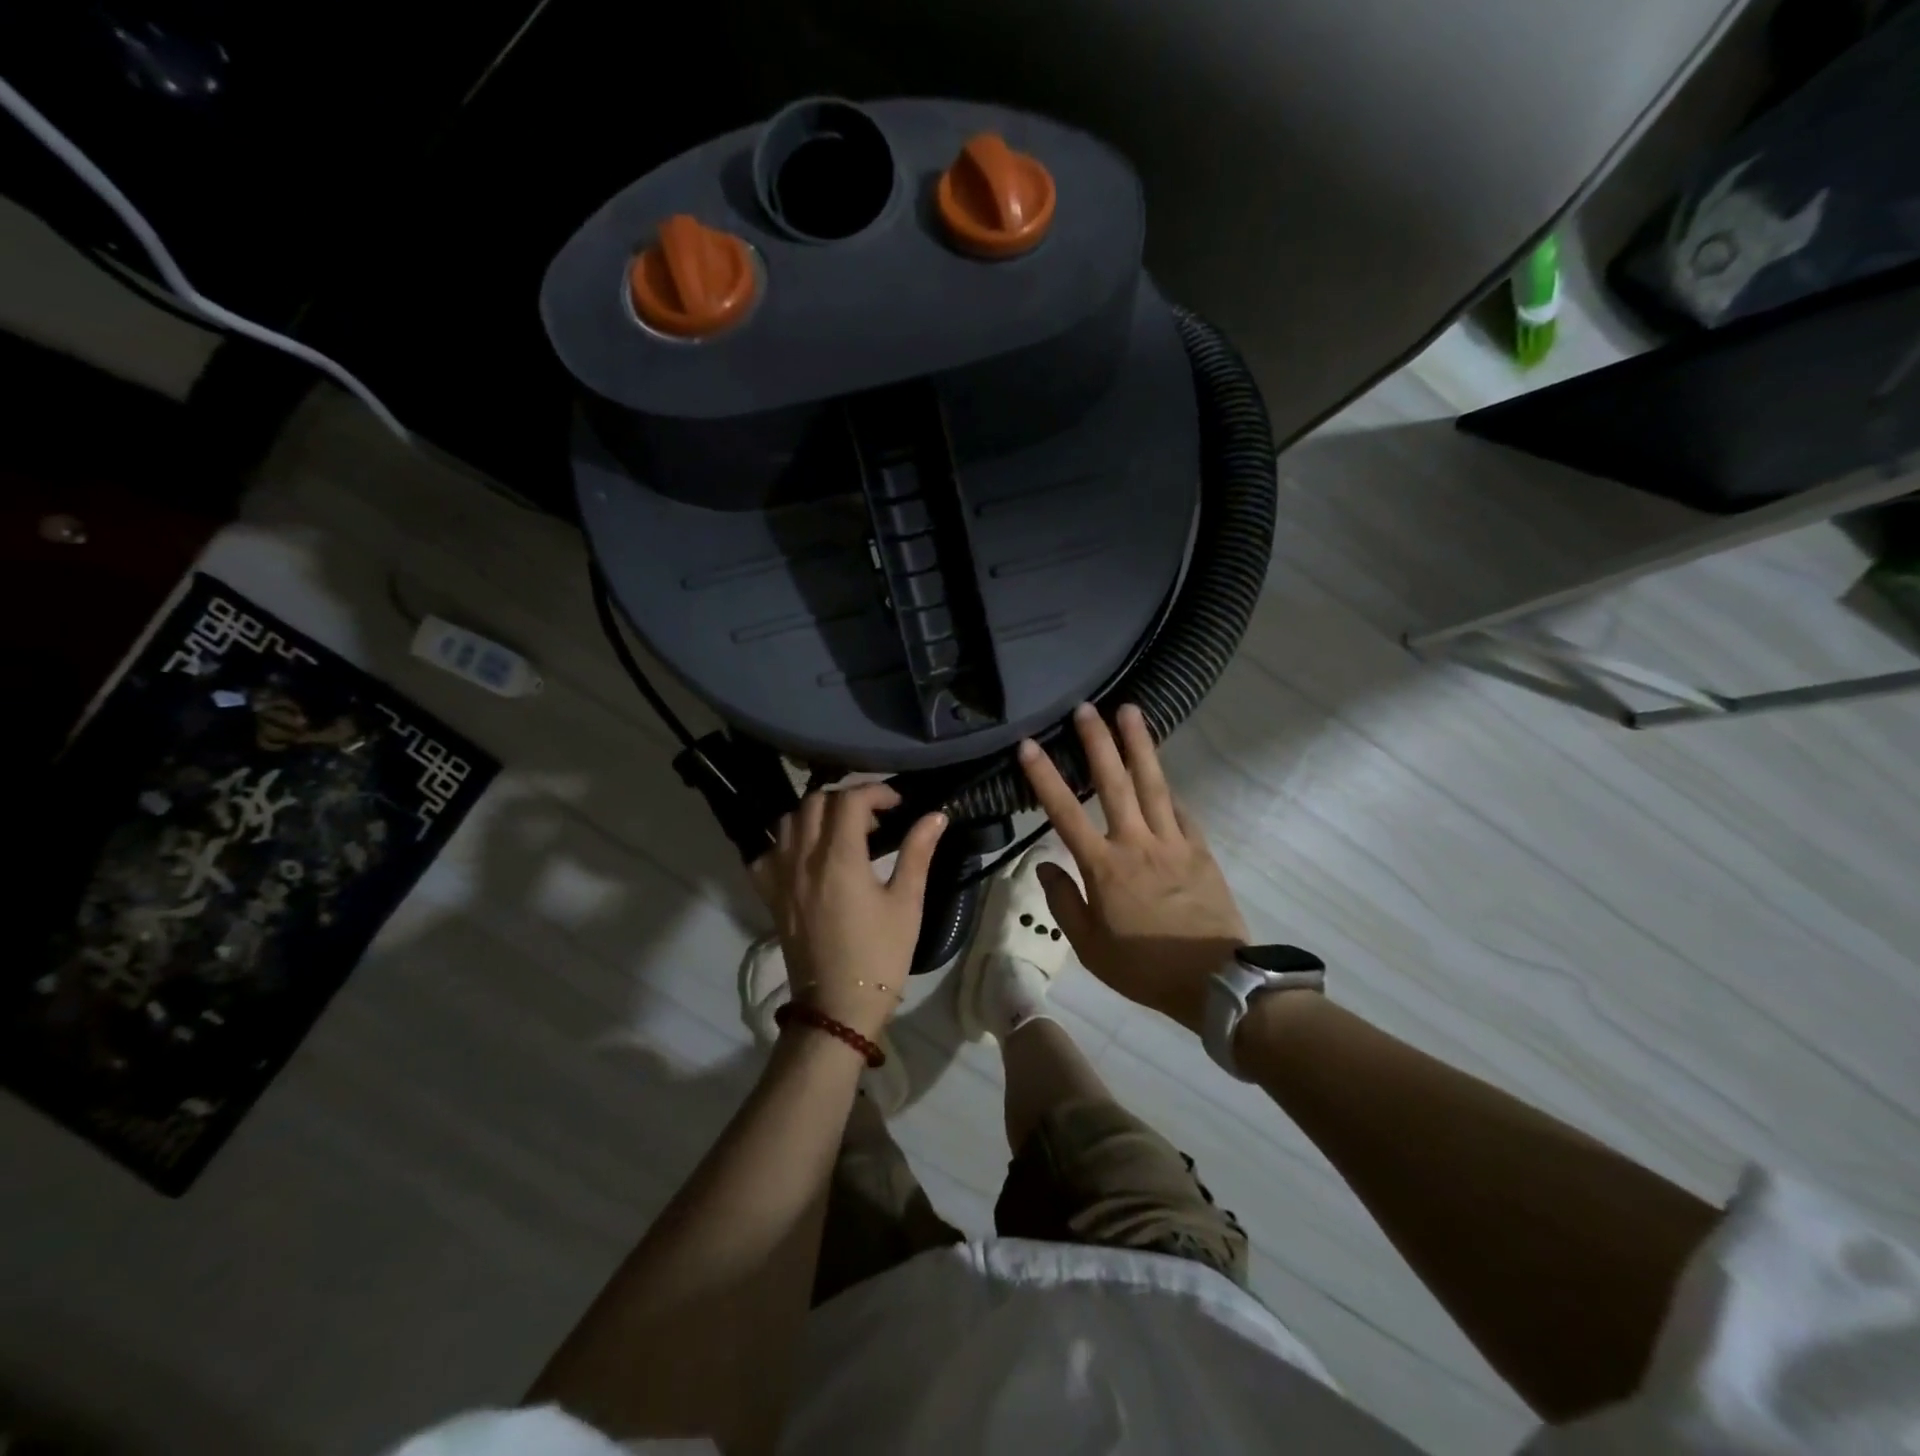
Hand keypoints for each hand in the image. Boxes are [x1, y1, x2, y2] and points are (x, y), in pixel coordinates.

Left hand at [752, 784, 946, 1042]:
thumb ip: (917, 853)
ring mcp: (781, 877)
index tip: (896, 804)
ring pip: (789, 821)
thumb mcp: (907, 903)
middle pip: (816, 802)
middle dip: (846, 799)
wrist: (839, 1005)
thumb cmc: (881, 954)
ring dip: (815, 815)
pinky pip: (767, 852)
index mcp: (840, 858)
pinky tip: (806, 856)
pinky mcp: (770, 895)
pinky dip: (786, 841)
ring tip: (841, 833)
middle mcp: (804, 859)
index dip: (875, 791)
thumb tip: (936, 816)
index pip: (849, 800)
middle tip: (872, 819)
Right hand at [1019, 703, 1248, 1032]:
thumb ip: (1063, 902)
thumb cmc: (1143, 967)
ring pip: (1153, 784)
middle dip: (1098, 742)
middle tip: (1086, 707)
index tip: (1030, 744)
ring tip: (1131, 711)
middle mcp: (1136, 843)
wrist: (1214, 980)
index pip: (1065, 812)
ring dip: (1139, 745)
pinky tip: (1163, 774)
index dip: (1045, 776)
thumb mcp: (1089, 946)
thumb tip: (1044, 865)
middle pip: (1114, 782)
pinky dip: (1169, 789)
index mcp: (1103, 866)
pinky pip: (1181, 811)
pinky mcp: (1199, 849)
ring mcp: (1172, 842)